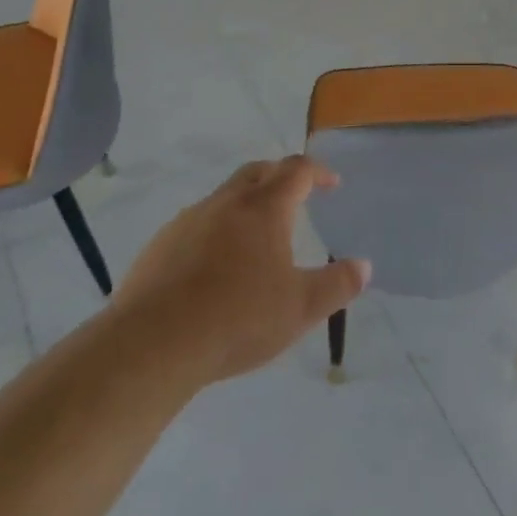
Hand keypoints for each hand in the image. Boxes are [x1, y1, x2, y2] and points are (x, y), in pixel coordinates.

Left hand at [113, 156, 369, 386]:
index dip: (318, 171)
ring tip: (256, 236)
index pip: (297, 171)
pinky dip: (215, 230)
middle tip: (295, 195)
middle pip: (257, 172)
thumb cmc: (238, 319)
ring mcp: (188, 221)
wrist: (152, 344)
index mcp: (264, 208)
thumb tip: (364, 266)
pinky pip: (196, 224)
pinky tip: (215, 266)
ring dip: (246, 204)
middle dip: (280, 176)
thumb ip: (337, 285)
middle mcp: (226, 203)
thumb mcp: (301, 308)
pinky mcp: (160, 246)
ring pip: (224, 197)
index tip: (332, 183)